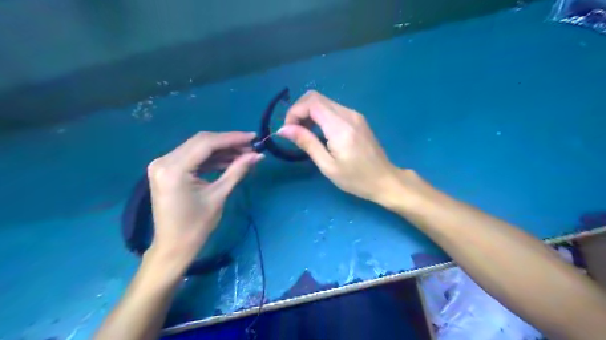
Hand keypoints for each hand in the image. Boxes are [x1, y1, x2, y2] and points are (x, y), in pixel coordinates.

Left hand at [147, 131, 261, 264]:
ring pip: (198, 148)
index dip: (232, 138)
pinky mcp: (168, 170)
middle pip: (201, 142)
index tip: (253, 137)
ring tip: (244, 154)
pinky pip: (193, 158)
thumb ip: (237, 171)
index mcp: (174, 169)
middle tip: (251, 147)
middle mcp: (164, 161)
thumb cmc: (196, 226)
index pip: (206, 144)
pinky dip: (212, 159)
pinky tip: (229, 161)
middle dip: (228, 143)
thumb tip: (258, 155)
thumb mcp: (219, 196)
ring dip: (222, 150)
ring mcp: (163, 164)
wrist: (173, 247)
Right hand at [279, 89, 400, 200]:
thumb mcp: (327, 165)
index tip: (288, 130)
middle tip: (294, 132)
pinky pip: (333, 109)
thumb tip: (283, 129)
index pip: (311, 102)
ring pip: (324, 102)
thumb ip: (306, 143)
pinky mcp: (357, 118)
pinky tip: (319, 132)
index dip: (294, 111)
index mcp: (340, 126)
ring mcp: (355, 114)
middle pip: (316, 97)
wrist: (385, 180)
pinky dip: (320, 116)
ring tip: (305, 134)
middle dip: (299, 111)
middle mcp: (348, 114)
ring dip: (309, 113)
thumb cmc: (355, 179)